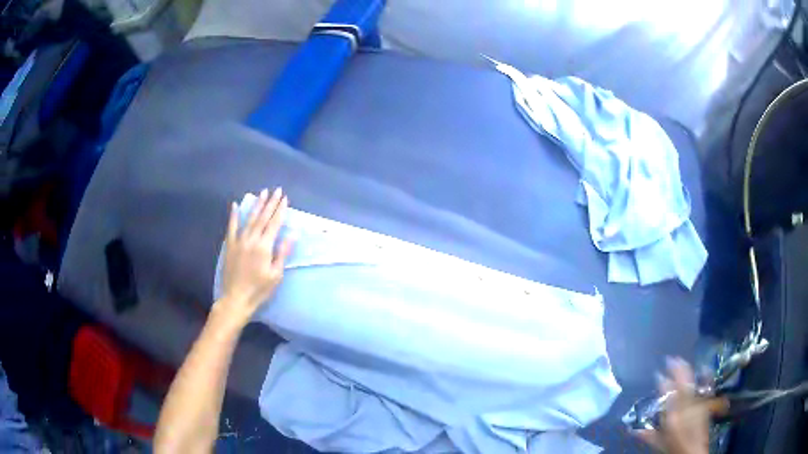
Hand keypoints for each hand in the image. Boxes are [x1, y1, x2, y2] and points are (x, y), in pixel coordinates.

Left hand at [219, 187, 292, 324]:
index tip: (285, 198)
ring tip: (262, 193)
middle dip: (270, 203)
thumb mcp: (276, 275)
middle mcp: (251, 239)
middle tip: (276, 190)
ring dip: (257, 205)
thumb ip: (282, 253)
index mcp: (264, 247)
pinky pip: (231, 227)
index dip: (280, 210)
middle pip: (262, 217)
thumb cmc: (259, 290)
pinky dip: (234, 216)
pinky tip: (236, 205)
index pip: (274, 224)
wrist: (236, 298)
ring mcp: (239, 241)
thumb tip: (293, 234)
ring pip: (249, 219)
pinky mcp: (230, 246)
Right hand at [637, 358, 709, 453]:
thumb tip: (633, 430)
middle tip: (671, 359)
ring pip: (692, 382)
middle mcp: (685, 406)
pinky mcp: (705, 403)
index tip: (658, 374)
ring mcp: (697, 403)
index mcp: (672, 416)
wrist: (693, 452)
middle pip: (682, 383)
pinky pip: (706, 386)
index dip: (662, 381)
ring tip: (682, 361)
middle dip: (676, 369)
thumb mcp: (660, 443)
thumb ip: (648, 435)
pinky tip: (704, 367)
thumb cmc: (674, 448)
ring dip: (687, 370)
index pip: (667, 394)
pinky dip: (705, 376)